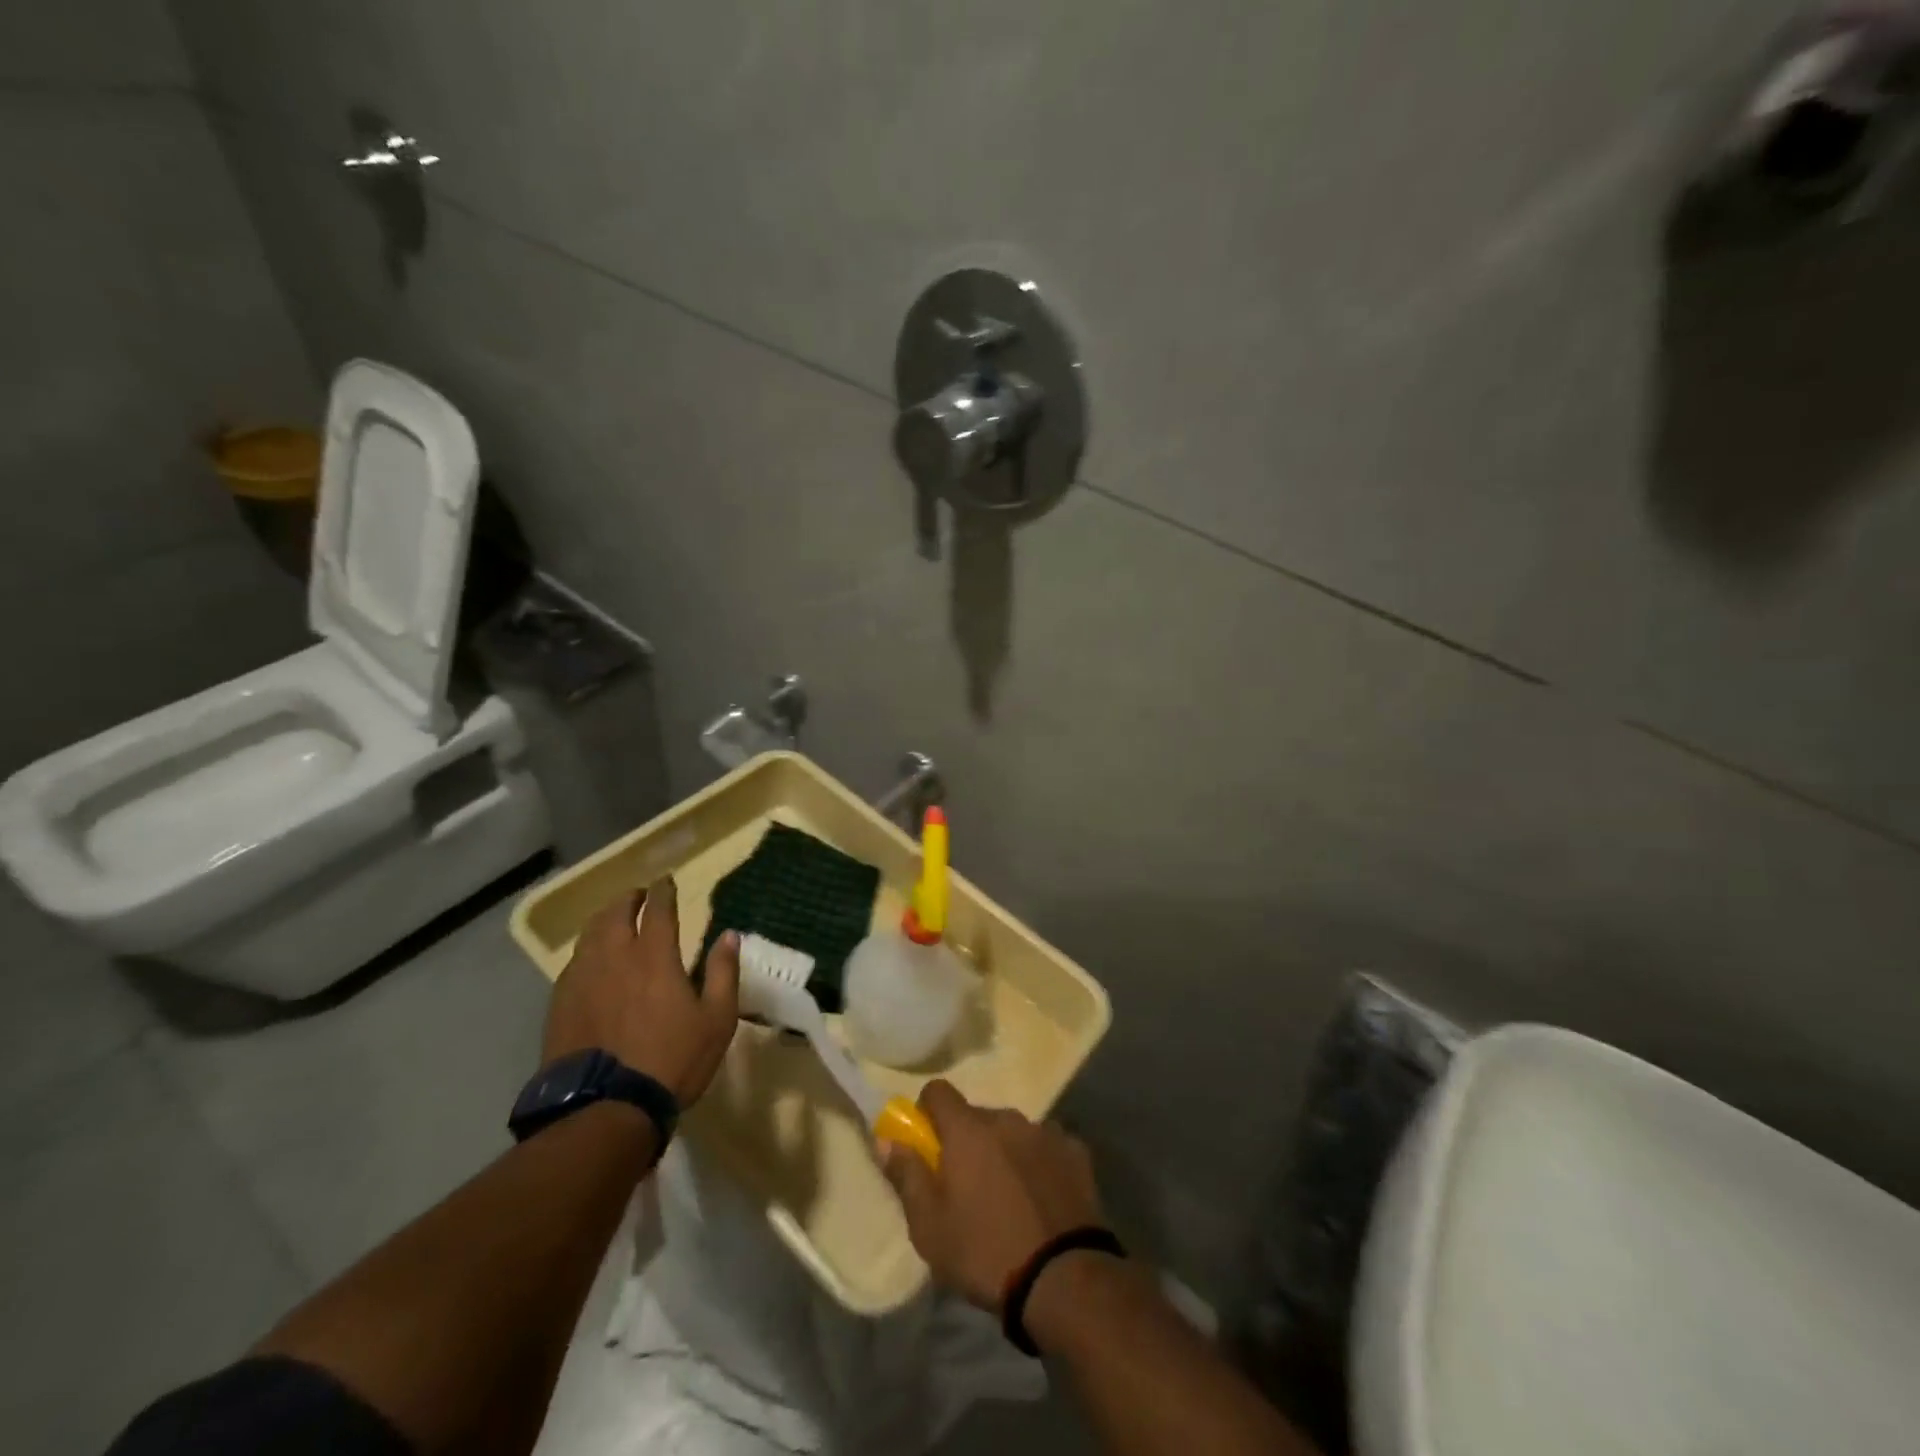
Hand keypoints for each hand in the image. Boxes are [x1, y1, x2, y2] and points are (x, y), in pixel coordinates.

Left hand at [542, 879, 740, 1107]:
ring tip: (613, 919)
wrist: (606, 1108)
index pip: (658, 910)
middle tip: (638, 896)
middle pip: (616, 914)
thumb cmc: (672, 1061)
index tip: (666, 881)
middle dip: (629, 899)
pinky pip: (574, 962)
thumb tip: (730, 936)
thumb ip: (724, 973)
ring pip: (590, 934)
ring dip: (604, 919)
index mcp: (655, 957)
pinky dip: (587, 949)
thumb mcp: (717, 1019)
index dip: (663, 891)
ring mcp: (582, 979)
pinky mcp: (561, 1003)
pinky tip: (591, 959)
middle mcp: (615, 957)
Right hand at [879, 1079, 1105, 1312]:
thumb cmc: (986, 1253)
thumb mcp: (930, 1228)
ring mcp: (1045, 1132)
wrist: (1065, 1279)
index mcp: (968, 1129)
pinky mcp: (1076, 1151)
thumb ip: (907, 1176)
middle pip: (976, 1115)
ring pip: (1012, 1131)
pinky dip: (1037, 1163)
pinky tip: (1041, 1200)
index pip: (937, 1092)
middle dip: (966, 1140)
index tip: (927, 1146)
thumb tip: (888, 1140)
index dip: (926, 1113)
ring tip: (1007, 1199)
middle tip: (966, 1187)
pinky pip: (1045, 1147)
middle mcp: (1007, 1118)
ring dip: (1003, 1151)